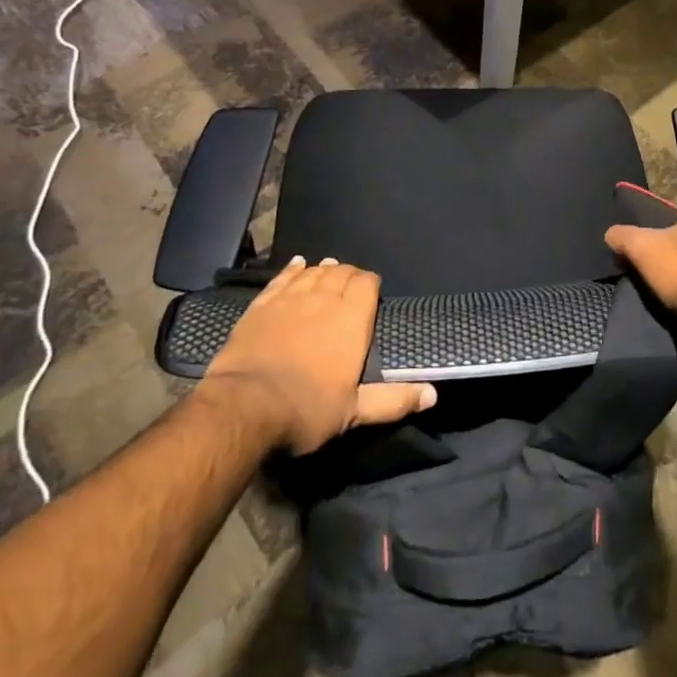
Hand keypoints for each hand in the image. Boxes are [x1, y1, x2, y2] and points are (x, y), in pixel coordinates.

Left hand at [202, 256, 436, 453]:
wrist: (244, 407)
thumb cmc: (306, 409)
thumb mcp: (354, 411)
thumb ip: (393, 400)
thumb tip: (432, 395)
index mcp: (351, 319)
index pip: (366, 283)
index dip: (370, 284)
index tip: (371, 293)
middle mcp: (324, 298)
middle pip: (340, 272)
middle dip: (348, 274)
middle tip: (350, 284)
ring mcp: (290, 299)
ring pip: (313, 272)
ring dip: (323, 269)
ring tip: (329, 268)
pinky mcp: (261, 305)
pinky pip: (282, 278)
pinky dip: (293, 269)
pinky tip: (298, 264)